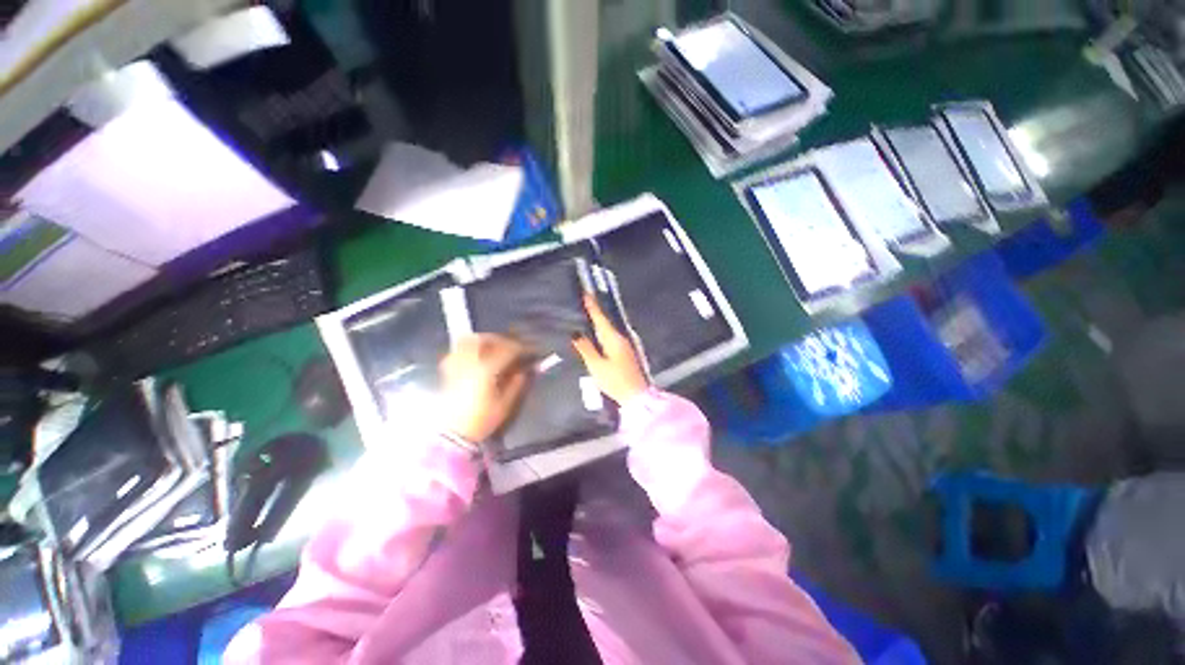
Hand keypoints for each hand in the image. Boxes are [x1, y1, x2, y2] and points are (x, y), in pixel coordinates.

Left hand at [440, 334, 532, 442]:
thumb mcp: (504, 405)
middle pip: (483, 339)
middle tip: (511, 345)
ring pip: (466, 341)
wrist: (452, 435)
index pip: (506, 350)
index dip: (520, 348)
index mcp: (486, 371)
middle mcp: (469, 363)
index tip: (529, 350)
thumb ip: (516, 384)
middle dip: (499, 339)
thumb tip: (525, 370)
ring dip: (482, 340)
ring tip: (493, 346)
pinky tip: (475, 356)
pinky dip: (467, 348)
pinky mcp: (448, 371)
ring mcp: (456, 366)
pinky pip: (457, 351)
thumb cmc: (481, 420)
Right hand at [572, 294, 648, 404]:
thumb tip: (575, 333)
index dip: (592, 305)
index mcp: (614, 338)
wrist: (637, 397)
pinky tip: (597, 335)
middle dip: (595, 312)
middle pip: (606, 321)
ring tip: (586, 317)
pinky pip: (613, 336)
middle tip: (583, 303)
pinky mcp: (628, 352)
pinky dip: (604, 332)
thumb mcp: (596, 366)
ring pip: (610, 329)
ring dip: (599, 322)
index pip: (600, 317)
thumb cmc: (616, 381)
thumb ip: (585, 348)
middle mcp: (622, 337)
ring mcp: (627, 344)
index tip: (585, 292)